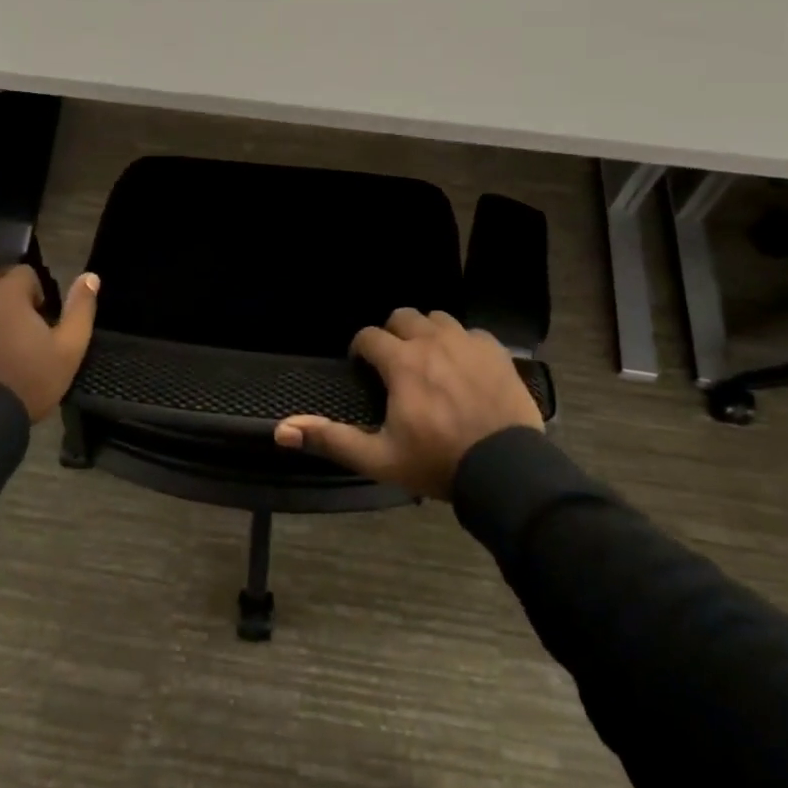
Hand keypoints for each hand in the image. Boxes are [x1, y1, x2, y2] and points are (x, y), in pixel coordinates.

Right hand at [273, 308, 541, 498]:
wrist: (506, 470)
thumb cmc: (437, 463)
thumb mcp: (379, 458)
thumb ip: (331, 439)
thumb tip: (282, 429)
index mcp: (402, 362)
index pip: (369, 336)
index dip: (360, 350)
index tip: (362, 368)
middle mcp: (432, 340)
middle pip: (403, 316)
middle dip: (392, 334)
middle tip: (394, 364)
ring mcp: (467, 342)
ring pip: (437, 318)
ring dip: (426, 333)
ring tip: (428, 361)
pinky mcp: (495, 350)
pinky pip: (470, 332)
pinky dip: (461, 343)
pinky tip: (463, 367)